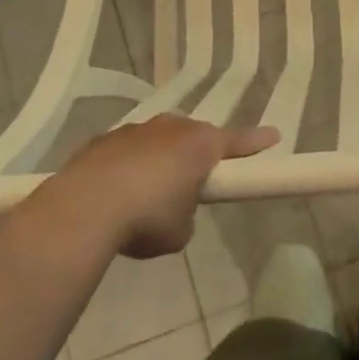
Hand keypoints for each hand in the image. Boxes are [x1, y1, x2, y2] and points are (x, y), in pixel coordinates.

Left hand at [50, 114, 277, 257]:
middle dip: (196, 153)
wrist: (85, 208)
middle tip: (194, 179)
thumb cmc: (146, 218)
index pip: (237, 142)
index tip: (274, 135)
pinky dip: (128, 166)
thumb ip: (186, 214)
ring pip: (157, 139)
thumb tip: (175, 210)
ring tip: (148, 191)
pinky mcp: (103, 140)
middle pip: (193, 136)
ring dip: (159, 158)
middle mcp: (170, 128)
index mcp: (199, 145)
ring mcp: (135, 130)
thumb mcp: (180, 231)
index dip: (256, 142)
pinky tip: (116, 191)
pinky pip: (126, 150)